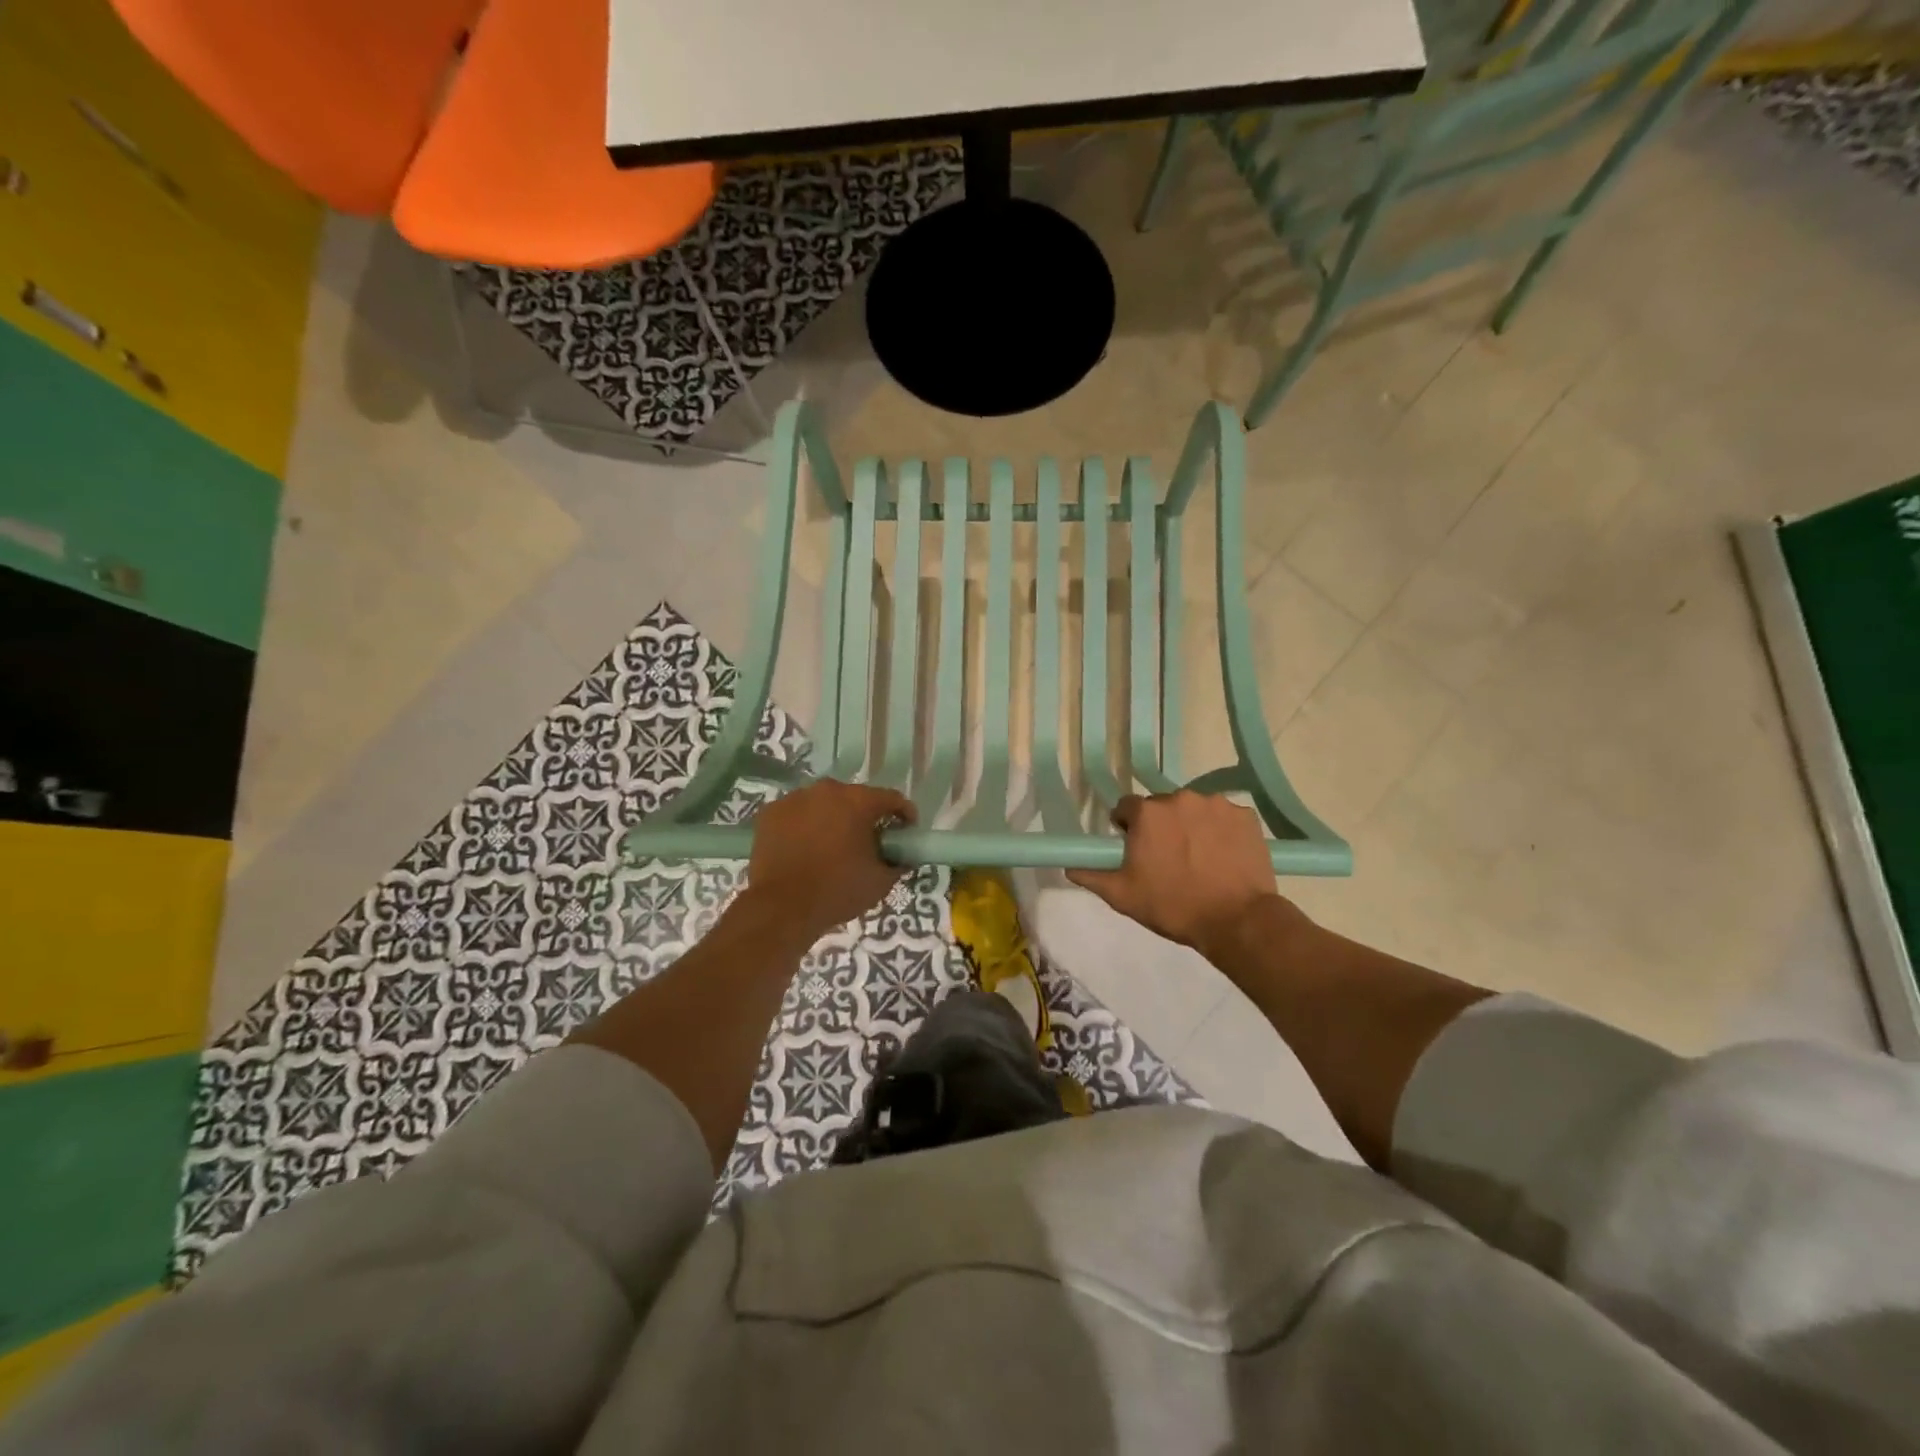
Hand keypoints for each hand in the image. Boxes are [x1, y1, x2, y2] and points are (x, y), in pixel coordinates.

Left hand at [745, 779, 915, 940]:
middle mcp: (826, 790)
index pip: (891, 798)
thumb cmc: (837, 891)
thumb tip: (902, 857)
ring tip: (833, 846)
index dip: (904, 814)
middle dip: (865, 817)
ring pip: (823, 804)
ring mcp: (794, 799)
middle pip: (855, 798)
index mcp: (857, 801)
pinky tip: (805, 848)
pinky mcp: (770, 813)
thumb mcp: (881, 881)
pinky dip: (805, 826)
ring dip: (833, 819)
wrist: (781, 907)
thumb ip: (898, 863)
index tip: (906, 832)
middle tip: (868, 842)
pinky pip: (797, 814)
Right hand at [1067, 790, 1295, 963]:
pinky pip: (1225, 817)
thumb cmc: (1172, 906)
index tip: (1135, 848)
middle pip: (1162, 806)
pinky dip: (1221, 831)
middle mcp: (1181, 798)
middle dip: (1161, 826)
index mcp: (1147, 813)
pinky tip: (1223, 857)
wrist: (1236, 921)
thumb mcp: (1123, 896)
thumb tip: (1070, 867)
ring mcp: (1217, 805)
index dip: (1127, 827)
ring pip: (1194, 809)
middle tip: (1167, 857)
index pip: (1127, 807)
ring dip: (1191, 826)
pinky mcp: (1246, 816)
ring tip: (1198, 858)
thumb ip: (1092, 875)